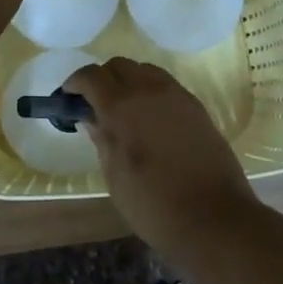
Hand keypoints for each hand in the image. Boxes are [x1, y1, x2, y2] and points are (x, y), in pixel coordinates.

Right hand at [62, 58, 260, 258]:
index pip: (91, 76)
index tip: (68, 97)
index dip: (75, 83)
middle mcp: (148, 90)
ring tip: (123, 108)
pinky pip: (166, 84)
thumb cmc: (154, 205)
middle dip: (101, 79)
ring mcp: (176, 95)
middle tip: (94, 104)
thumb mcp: (115, 176)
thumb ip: (102, 140)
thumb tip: (92, 118)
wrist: (214, 218)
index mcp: (121, 107)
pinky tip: (149, 117)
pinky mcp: (196, 106)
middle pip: (118, 65)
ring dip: (128, 80)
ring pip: (144, 70)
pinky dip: (150, 89)